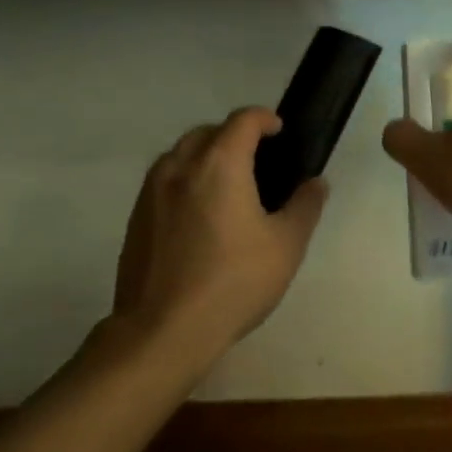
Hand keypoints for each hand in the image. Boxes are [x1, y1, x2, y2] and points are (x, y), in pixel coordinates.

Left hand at [108, 108, 327, 365]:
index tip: (280, 131)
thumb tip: (316, 183)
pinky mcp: (135, 218)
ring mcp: (151, 191)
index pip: (243, 120)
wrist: (162, 332)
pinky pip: (163, 180)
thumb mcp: (286, 246)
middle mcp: (181, 166)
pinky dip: (184, 180)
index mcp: (220, 164)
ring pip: (180, 153)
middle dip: (233, 135)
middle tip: (256, 159)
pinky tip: (198, 214)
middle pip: (208, 131)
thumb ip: (305, 207)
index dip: (264, 118)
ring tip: (226, 184)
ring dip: (205, 155)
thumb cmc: (233, 283)